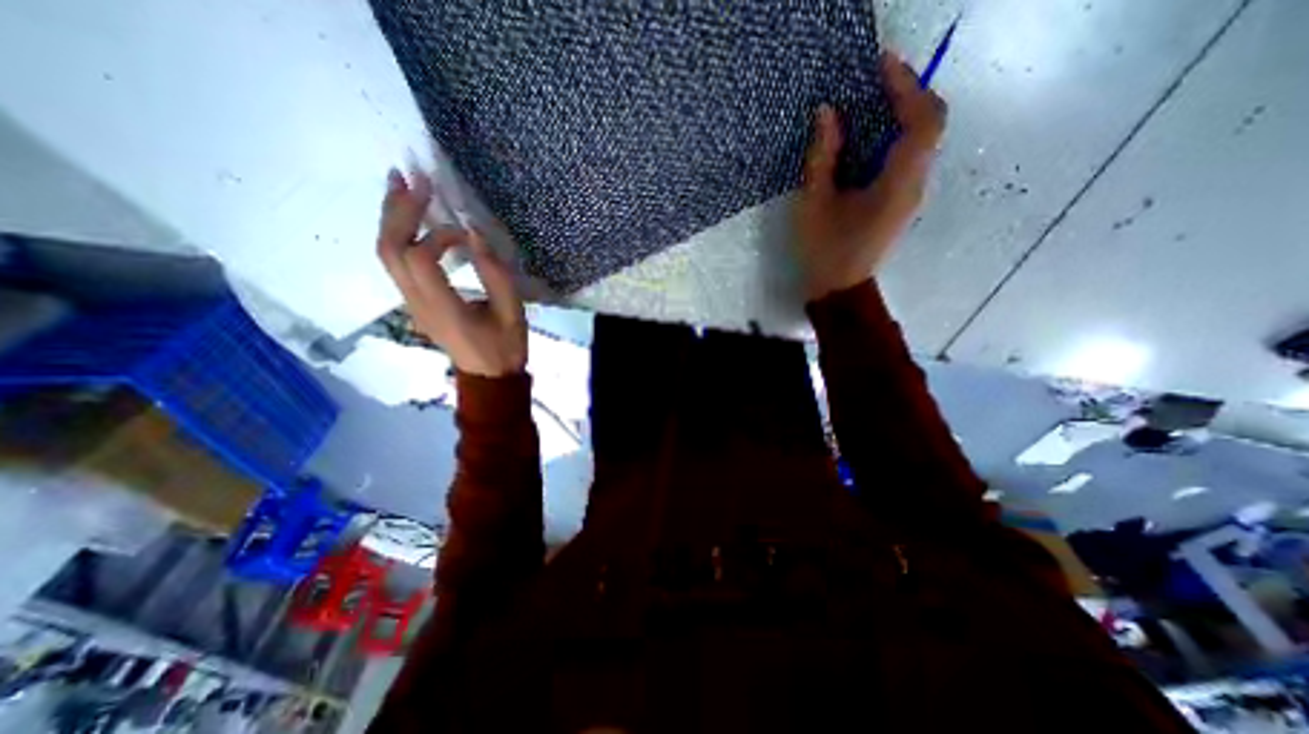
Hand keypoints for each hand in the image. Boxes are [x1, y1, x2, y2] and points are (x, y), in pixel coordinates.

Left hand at [373, 169, 524, 377]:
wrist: (488, 377)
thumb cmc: (505, 346)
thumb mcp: (512, 312)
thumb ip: (495, 273)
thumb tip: (473, 231)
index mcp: (443, 309)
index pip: (420, 258)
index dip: (439, 235)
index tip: (467, 233)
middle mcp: (417, 303)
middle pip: (389, 250)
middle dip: (397, 210)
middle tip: (409, 178)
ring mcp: (410, 303)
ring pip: (386, 255)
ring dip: (391, 218)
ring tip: (401, 187)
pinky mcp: (414, 302)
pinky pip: (396, 264)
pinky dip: (399, 234)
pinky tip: (410, 218)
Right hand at [799, 52, 952, 299]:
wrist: (839, 289)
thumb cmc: (824, 250)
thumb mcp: (814, 204)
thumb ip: (822, 157)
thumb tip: (827, 113)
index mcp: (898, 184)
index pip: (922, 120)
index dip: (907, 87)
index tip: (880, 66)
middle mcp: (915, 184)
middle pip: (929, 124)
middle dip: (906, 95)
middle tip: (873, 81)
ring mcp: (912, 193)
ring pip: (921, 140)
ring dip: (900, 115)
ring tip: (868, 103)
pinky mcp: (902, 201)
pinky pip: (908, 157)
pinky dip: (893, 137)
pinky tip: (866, 139)